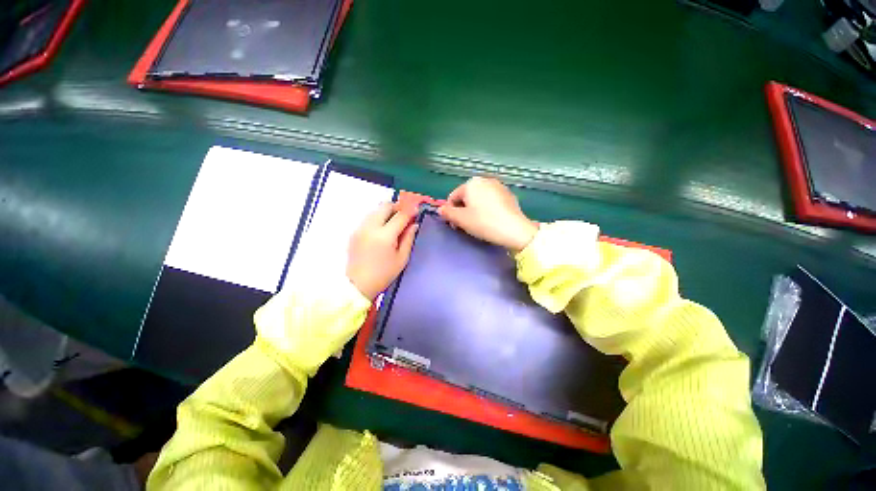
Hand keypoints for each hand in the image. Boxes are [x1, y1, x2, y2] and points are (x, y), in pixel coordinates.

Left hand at [347, 203, 417, 299]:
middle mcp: (370, 228)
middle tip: (405, 214)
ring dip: (387, 212)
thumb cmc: (383, 274)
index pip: (400, 216)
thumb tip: (414, 225)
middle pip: (385, 206)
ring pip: (375, 210)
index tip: (416, 212)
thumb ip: (408, 238)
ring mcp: (360, 228)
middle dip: (397, 207)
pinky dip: (378, 218)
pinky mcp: (355, 232)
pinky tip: (383, 229)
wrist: (359, 284)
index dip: (410, 212)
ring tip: (394, 221)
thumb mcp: (402, 258)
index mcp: (385, 236)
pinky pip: (368, 218)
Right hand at [438, 177, 537, 252]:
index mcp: (471, 183)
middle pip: (467, 196)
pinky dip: (487, 208)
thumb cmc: (483, 222)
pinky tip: (491, 220)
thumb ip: (447, 213)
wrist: (514, 229)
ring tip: (478, 223)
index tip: (455, 225)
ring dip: (475, 209)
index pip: (453, 197)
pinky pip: (491, 201)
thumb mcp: (461, 219)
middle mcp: (485, 180)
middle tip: (466, 225)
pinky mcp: (509, 195)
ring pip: (479, 198)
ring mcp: (499, 186)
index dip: (451, 212)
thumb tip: (441, 209)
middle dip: (463, 210)